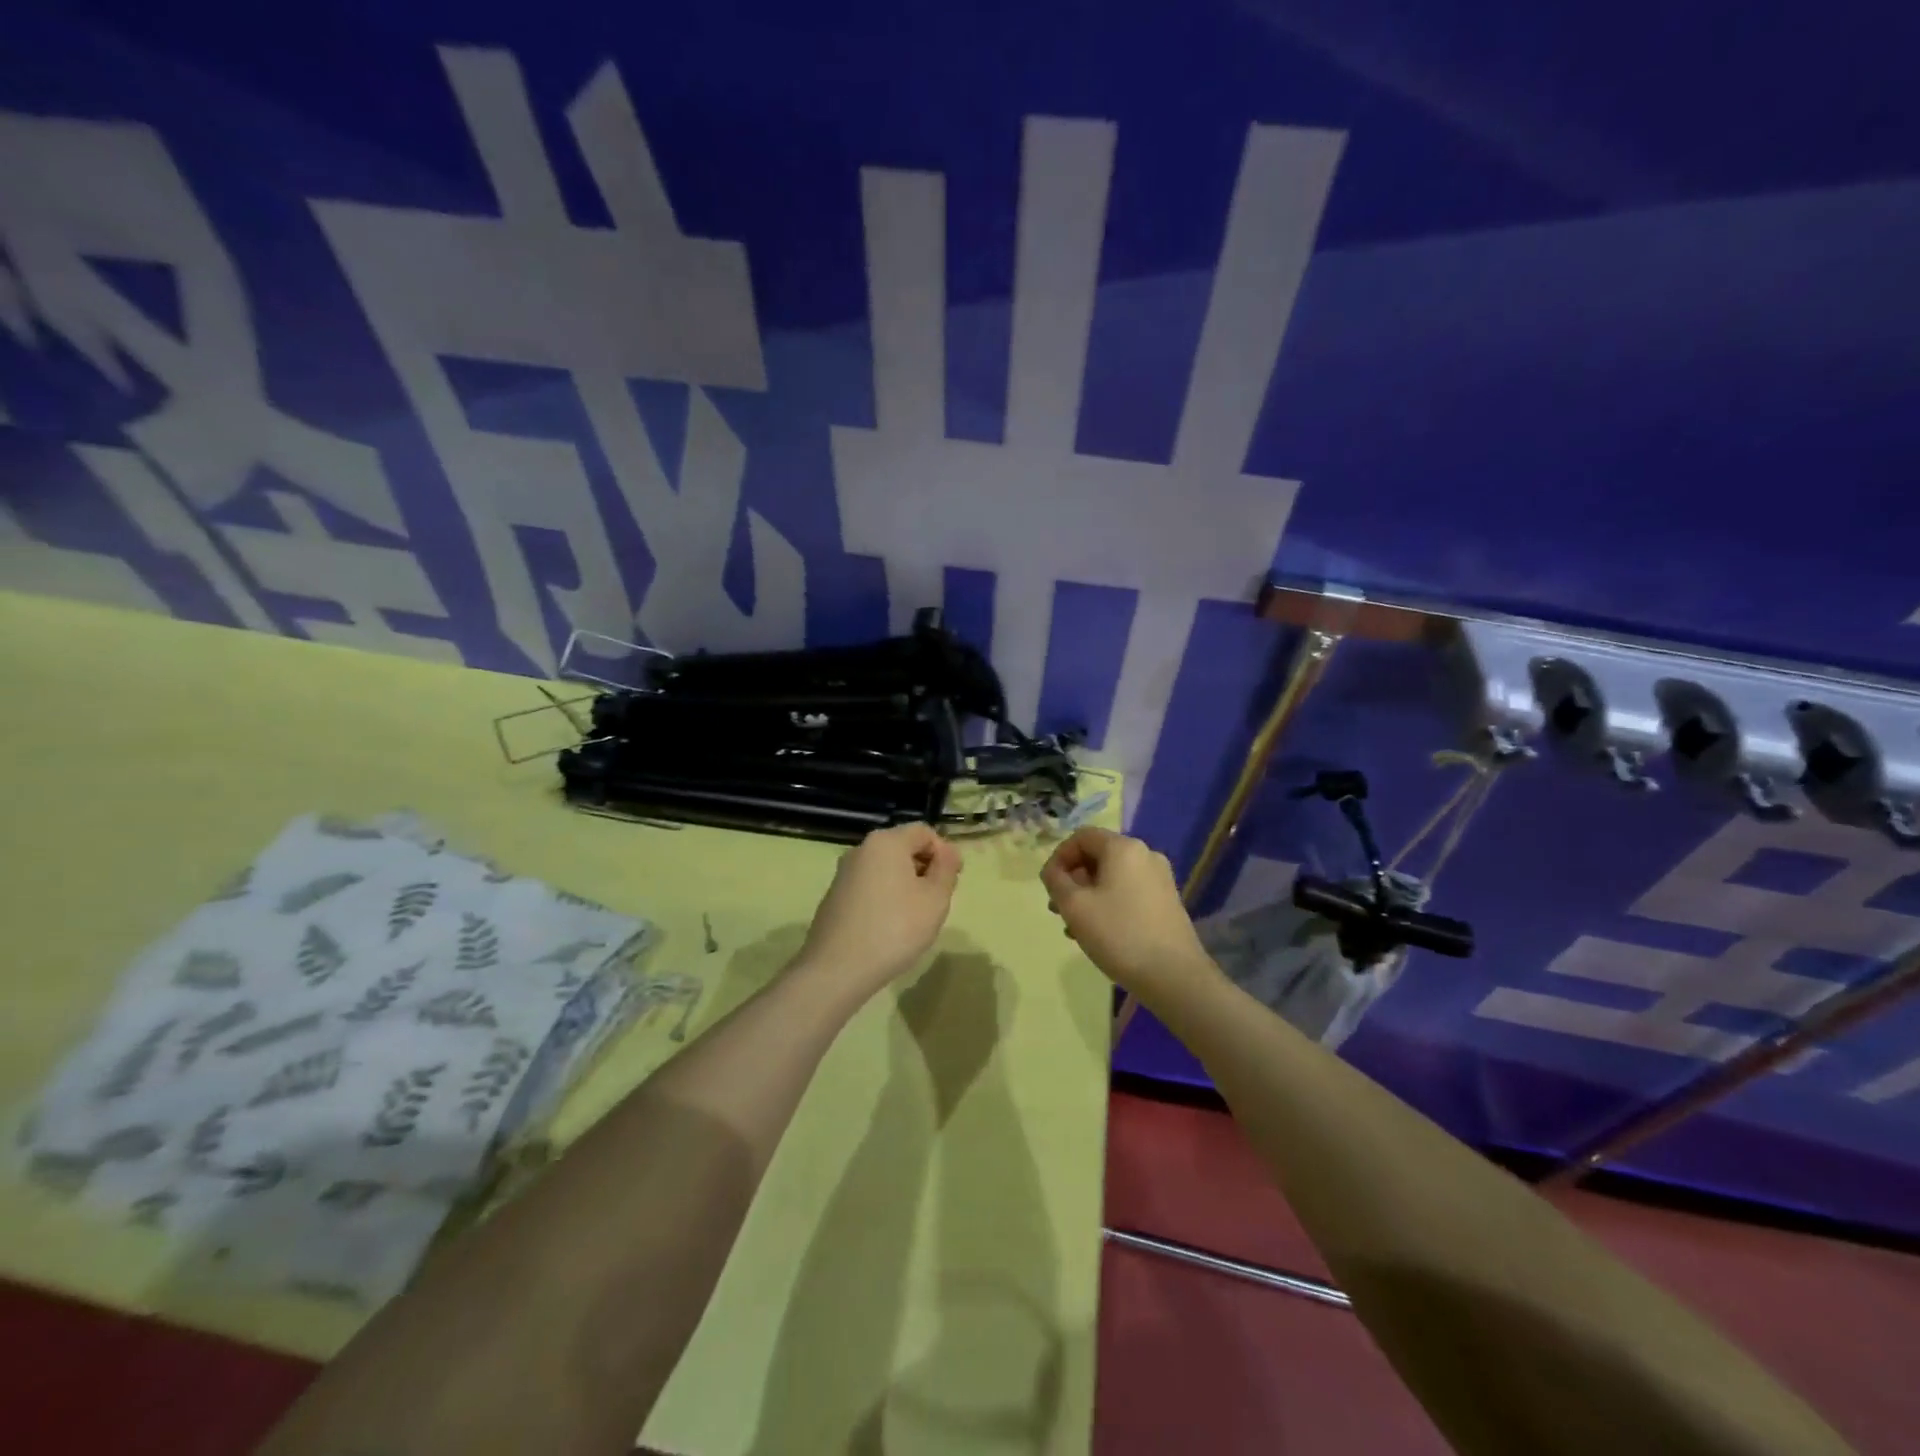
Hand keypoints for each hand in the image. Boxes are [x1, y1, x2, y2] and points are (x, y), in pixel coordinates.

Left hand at [796, 824, 961, 997]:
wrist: (837, 968)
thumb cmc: (895, 928)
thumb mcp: (935, 899)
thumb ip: (946, 869)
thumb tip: (948, 851)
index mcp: (886, 842)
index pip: (924, 832)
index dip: (944, 852)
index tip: (953, 881)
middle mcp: (861, 849)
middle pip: (903, 847)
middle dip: (925, 868)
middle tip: (937, 901)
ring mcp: (844, 873)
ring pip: (886, 868)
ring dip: (906, 884)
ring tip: (915, 916)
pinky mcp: (835, 896)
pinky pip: (869, 885)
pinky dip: (885, 897)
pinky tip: (889, 926)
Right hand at [1040, 827, 1212, 996]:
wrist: (1174, 976)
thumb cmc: (1119, 934)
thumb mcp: (1074, 906)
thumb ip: (1055, 880)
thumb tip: (1054, 871)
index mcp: (1123, 848)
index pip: (1081, 837)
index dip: (1059, 857)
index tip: (1049, 885)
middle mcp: (1145, 855)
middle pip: (1097, 856)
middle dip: (1073, 879)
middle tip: (1057, 909)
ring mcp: (1160, 879)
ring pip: (1112, 877)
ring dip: (1088, 895)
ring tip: (1073, 927)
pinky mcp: (1167, 901)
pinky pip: (1128, 892)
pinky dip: (1108, 904)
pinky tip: (1098, 933)